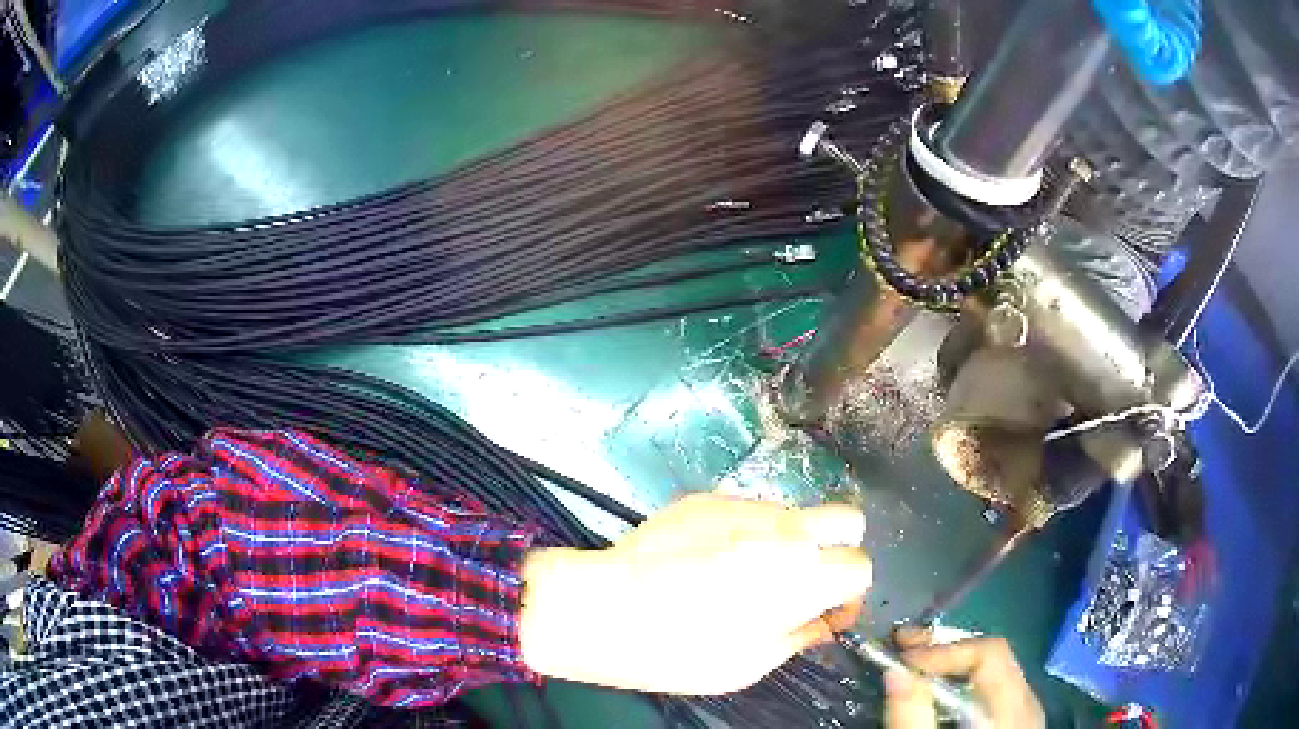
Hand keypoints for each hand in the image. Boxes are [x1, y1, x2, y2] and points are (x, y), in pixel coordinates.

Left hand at [520, 493, 871, 693]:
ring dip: (788, 541)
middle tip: (805, 581)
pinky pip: (748, 513)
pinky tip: (707, 560)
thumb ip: (799, 635)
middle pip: (847, 518)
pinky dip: (745, 534)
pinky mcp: (709, 498)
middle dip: (839, 549)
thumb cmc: (679, 651)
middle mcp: (786, 529)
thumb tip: (823, 620)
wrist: (603, 609)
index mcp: (804, 575)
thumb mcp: (750, 664)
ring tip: (742, 574)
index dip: (850, 594)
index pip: (861, 566)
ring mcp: (746, 505)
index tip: (827, 612)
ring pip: (794, 514)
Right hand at [884, 628, 1044, 728]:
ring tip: (913, 665)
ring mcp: (1025, 714)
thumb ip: (911, 717)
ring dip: (950, 663)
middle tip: (900, 646)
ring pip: (992, 670)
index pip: (990, 654)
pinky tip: (937, 693)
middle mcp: (1027, 703)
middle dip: (944, 648)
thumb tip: (894, 671)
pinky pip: (991, 689)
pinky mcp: (1015, 725)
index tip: (900, 662)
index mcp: (1013, 710)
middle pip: (993, 656)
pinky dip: (961, 682)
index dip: (944, 650)